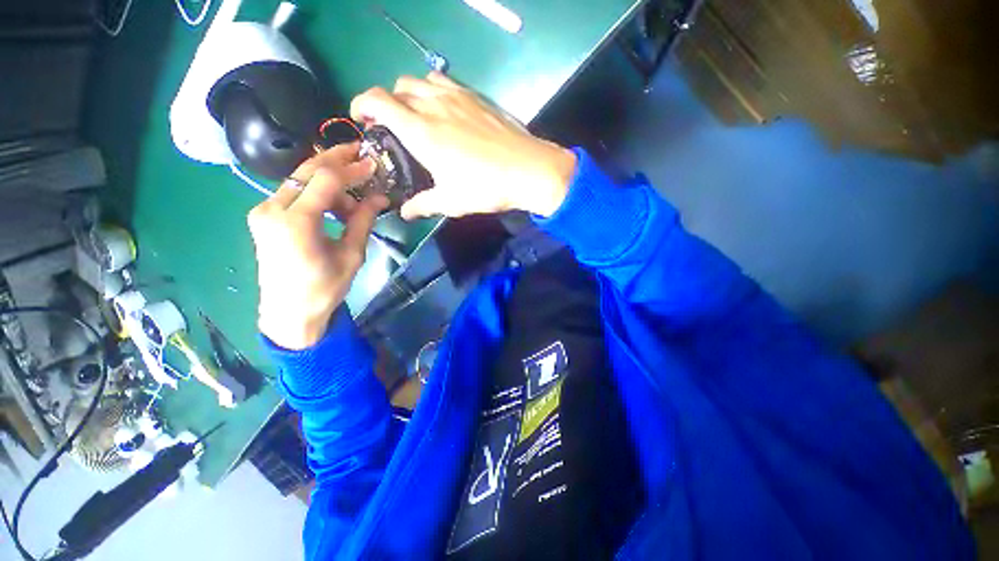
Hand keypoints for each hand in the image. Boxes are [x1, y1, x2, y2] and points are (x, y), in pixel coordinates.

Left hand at [247, 143, 387, 349]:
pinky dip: (317, 192)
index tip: (373, 164)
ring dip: (329, 182)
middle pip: (307, 170)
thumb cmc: (324, 289)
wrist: (288, 312)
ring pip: (300, 179)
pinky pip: (294, 192)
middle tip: (361, 154)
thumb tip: (380, 196)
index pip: (325, 179)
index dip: (352, 168)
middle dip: (336, 159)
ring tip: (353, 203)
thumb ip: (363, 220)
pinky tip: (334, 207)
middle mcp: (272, 209)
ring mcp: (263, 210)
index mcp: (295, 222)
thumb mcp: (351, 255)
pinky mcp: (264, 216)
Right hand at [350, 72, 577, 219]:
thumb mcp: (451, 201)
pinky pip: (446, 83)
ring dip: (412, 93)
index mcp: (421, 130)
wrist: (528, 170)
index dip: (362, 104)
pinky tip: (446, 111)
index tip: (362, 118)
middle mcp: (434, 105)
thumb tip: (404, 213)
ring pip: (422, 81)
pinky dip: (436, 91)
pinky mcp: (477, 97)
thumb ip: (423, 204)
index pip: (377, 100)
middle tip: (393, 125)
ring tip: (419, 115)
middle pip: (398, 87)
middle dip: (387, 102)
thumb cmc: (486, 187)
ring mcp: (458, 97)